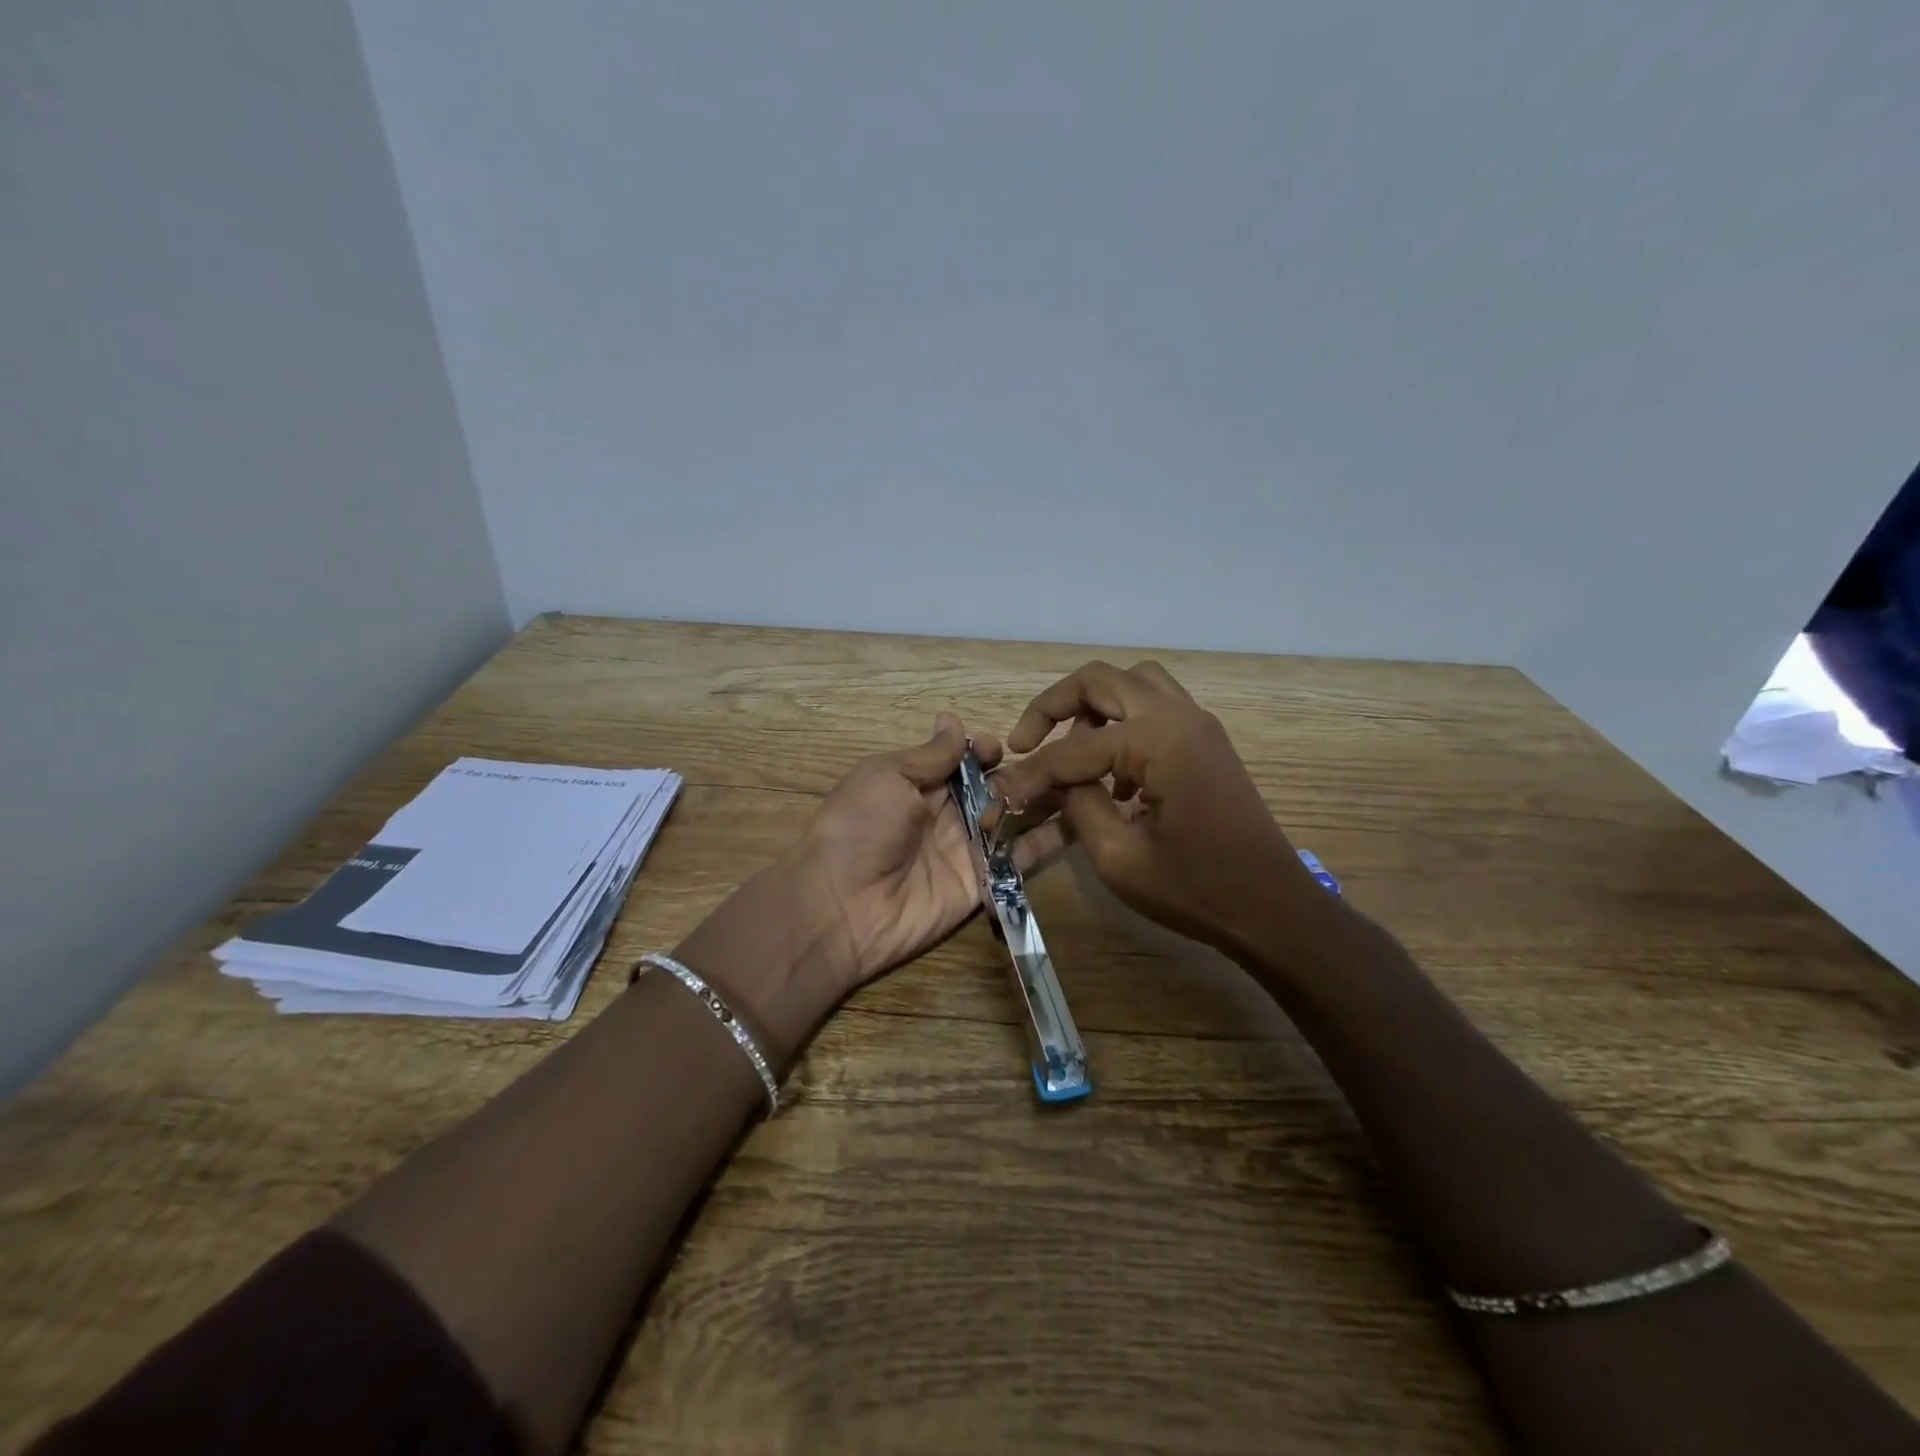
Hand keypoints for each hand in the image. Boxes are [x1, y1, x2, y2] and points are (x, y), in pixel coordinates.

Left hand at [795, 713, 1061, 993]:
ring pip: (1015, 820)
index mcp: (920, 784)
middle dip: (1026, 774)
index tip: (1001, 748)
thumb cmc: (860, 827)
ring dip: (1045, 802)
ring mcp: (968, 850)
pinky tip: (1084, 822)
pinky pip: (1020, 860)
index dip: (986, 751)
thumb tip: (952, 719)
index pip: (965, 761)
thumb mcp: (886, 776)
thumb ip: (928, 755)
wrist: (842, 905)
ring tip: (1087, 783)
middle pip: (996, 788)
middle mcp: (948, 814)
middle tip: (1062, 763)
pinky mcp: (984, 882)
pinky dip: (1049, 842)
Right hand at [992, 660, 1325, 962]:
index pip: (1074, 748)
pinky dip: (1122, 727)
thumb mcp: (1119, 857)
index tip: (1000, 794)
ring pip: (1133, 684)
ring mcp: (1198, 726)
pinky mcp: (1205, 745)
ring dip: (1092, 708)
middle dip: (1053, 706)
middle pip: (1101, 680)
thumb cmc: (1197, 889)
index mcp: (1160, 740)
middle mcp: (1179, 716)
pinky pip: (1154, 711)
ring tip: (1067, 752)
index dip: (1032, 774)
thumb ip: (1077, 807)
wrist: (1274, 910)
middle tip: (1025, 741)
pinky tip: (1109, 777)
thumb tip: (1049, 783)